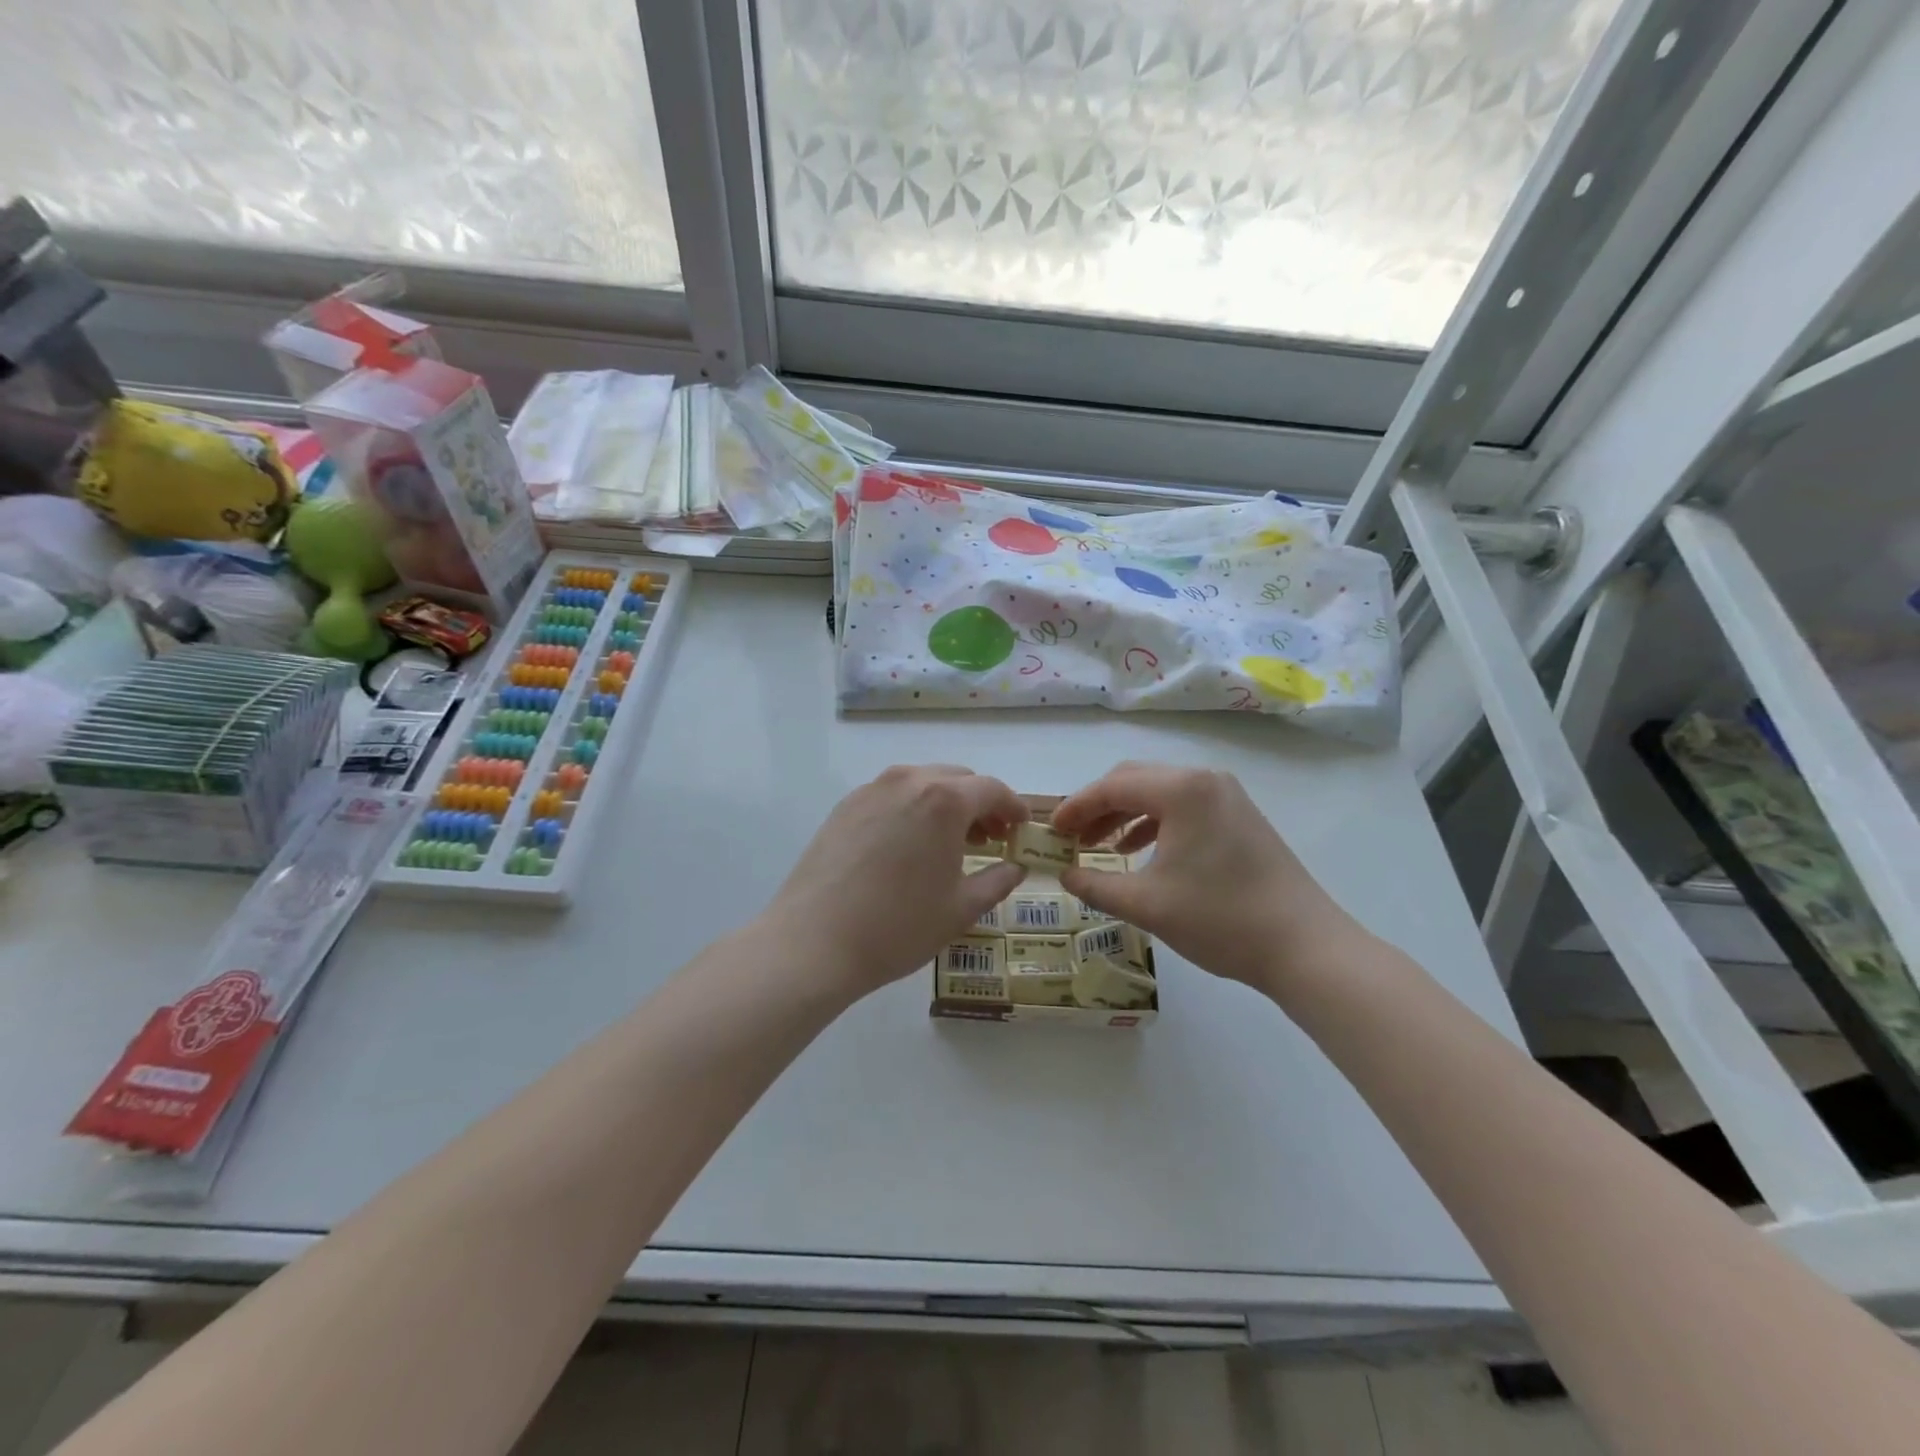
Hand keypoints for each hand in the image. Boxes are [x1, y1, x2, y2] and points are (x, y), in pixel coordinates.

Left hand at [763, 765, 1029, 1001]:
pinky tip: (909, 845)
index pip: (992, 790)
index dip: (1013, 807)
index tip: (1020, 827)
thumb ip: (997, 881)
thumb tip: (1015, 868)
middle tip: (989, 839)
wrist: (814, 941)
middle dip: (980, 804)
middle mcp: (908, 780)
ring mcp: (872, 790)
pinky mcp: (845, 805)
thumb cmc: (898, 926)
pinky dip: (912, 808)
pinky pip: (892, 795)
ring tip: (950, 842)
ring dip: (945, 804)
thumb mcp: (961, 909)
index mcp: (944, 799)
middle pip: (957, 779)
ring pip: (922, 782)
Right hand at [1053, 762, 1358, 990]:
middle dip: (1097, 807)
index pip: (1112, 787)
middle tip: (1070, 837)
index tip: (1050, 831)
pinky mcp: (1239, 816)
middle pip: (1134, 780)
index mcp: (1181, 790)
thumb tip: (1064, 875)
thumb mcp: (1147, 905)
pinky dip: (1153, 823)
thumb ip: (1095, 886)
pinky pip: (1182, 807)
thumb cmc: (1220, 919)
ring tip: (1097, 847)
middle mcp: (1204, 780)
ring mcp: (1226, 796)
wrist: (1304, 946)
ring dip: (1124, 815)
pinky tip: (1137, 852)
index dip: (1075, 808)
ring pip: (1159, 792)